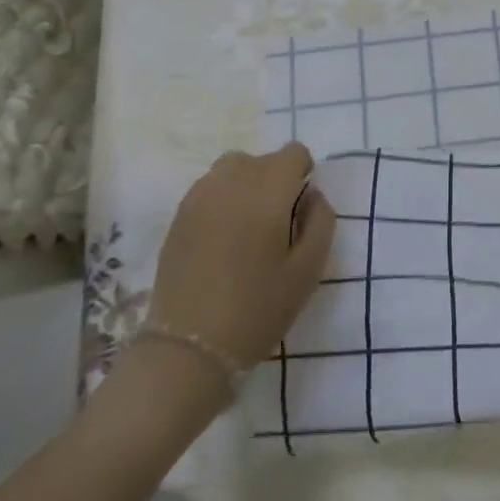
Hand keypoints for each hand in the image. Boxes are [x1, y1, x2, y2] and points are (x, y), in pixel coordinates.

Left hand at [147, 144, 336, 370]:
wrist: (189, 347)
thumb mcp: (308, 270)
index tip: (301, 207)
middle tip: (277, 223)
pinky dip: (222, 198)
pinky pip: (209, 187)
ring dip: (247, 184)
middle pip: (262, 159)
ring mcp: (200, 196)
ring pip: (232, 168)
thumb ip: (321, 222)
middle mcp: (232, 182)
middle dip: (276, 180)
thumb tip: (312, 195)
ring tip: (248, 225)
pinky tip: (222, 236)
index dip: (303, 173)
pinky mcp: (178, 215)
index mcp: (268, 192)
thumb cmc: (258, 309)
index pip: (293, 153)